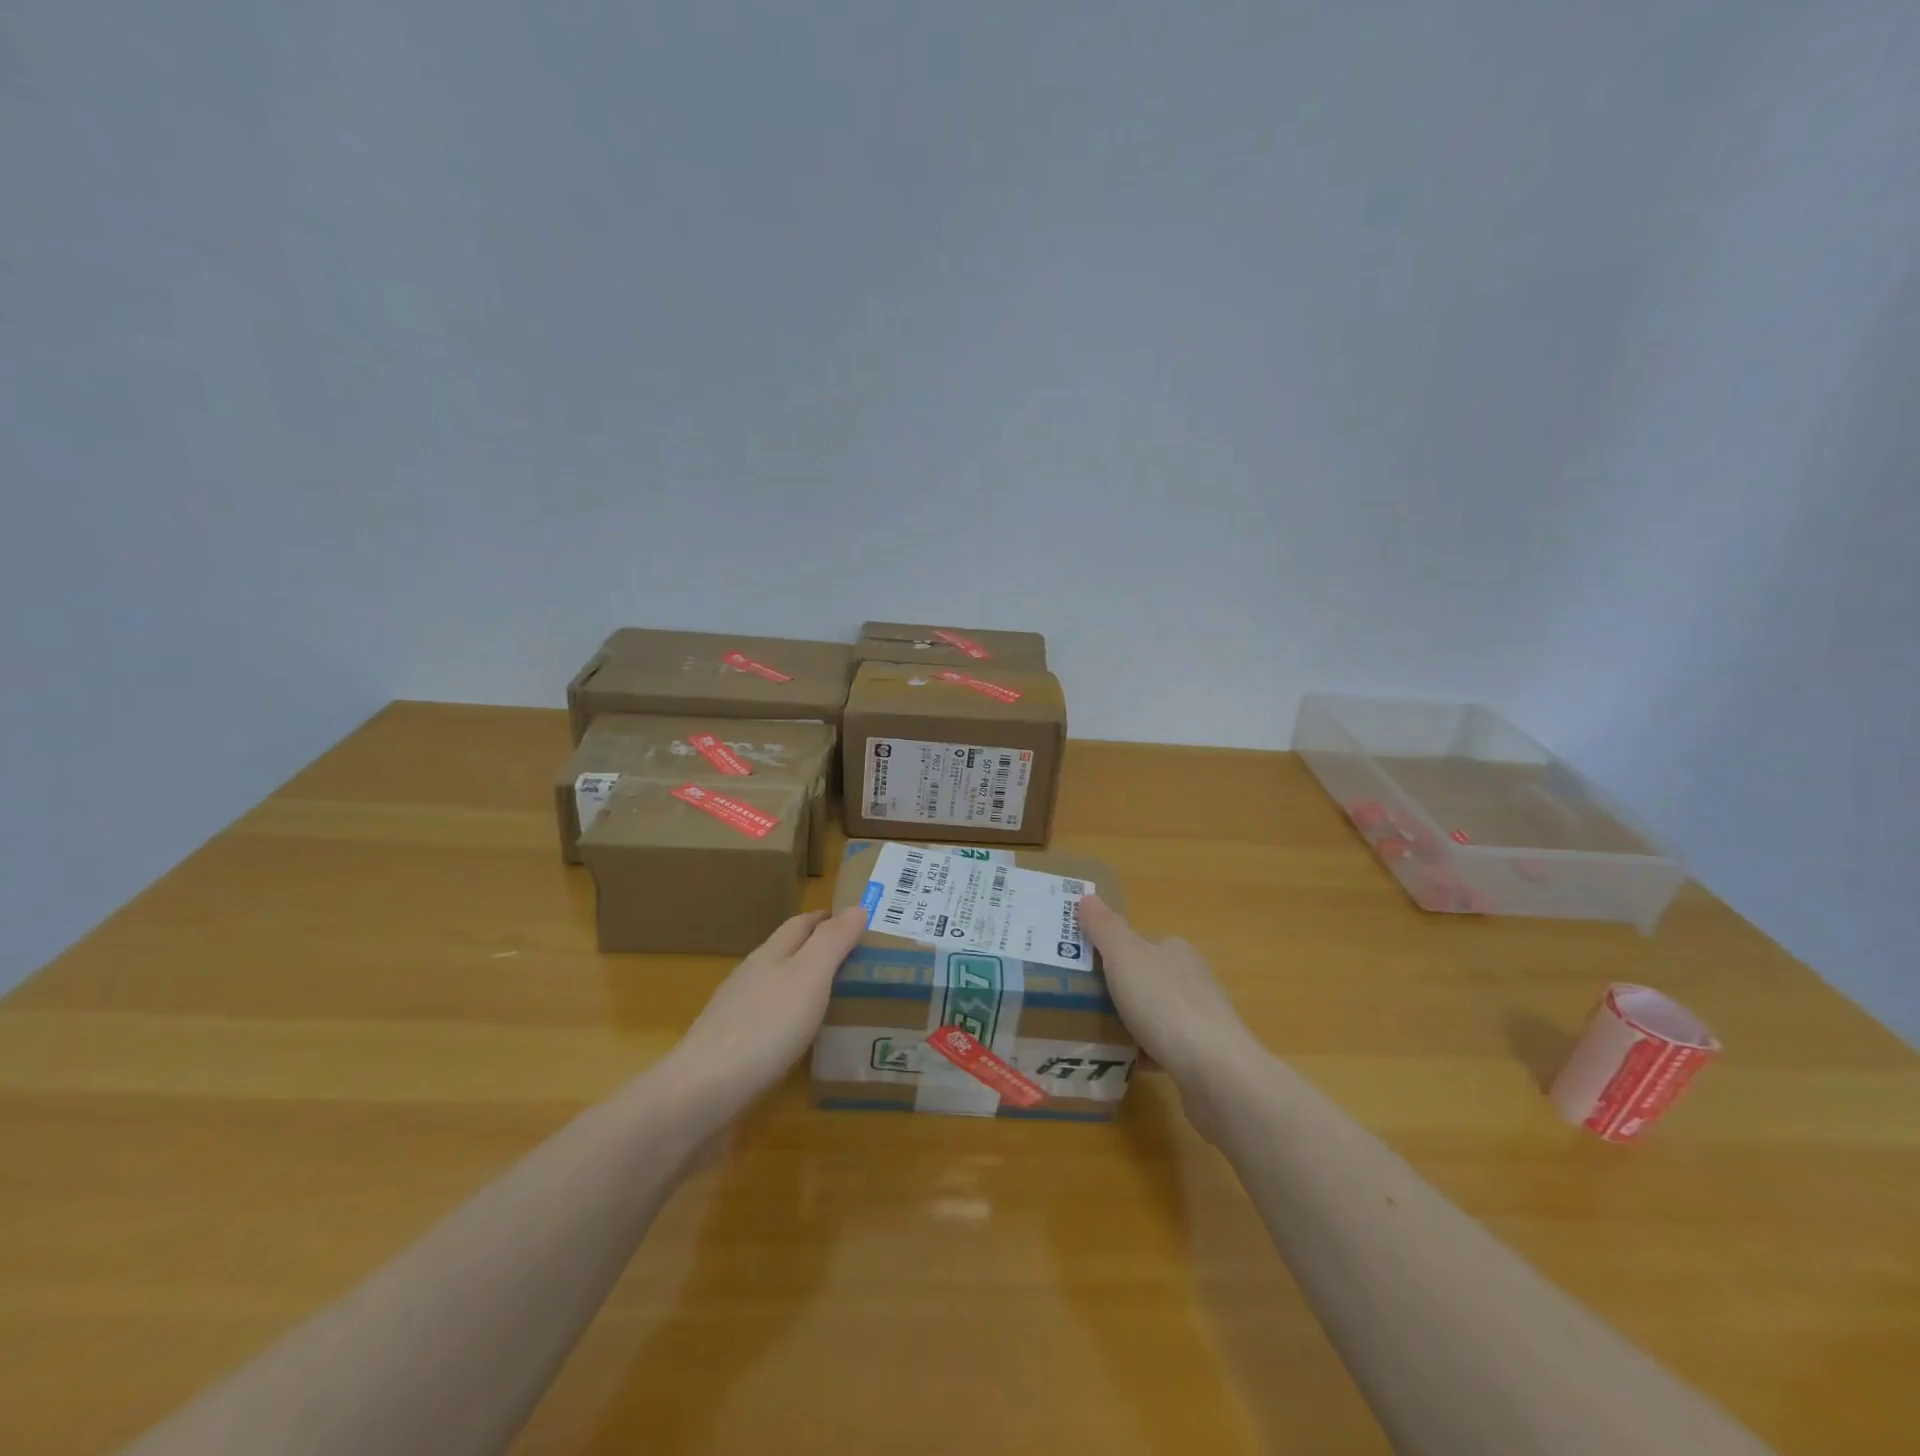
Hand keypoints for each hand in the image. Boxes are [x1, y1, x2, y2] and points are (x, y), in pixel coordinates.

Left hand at [667, 907, 867, 1113]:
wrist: (701, 1094)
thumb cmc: (765, 1027)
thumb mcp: (809, 976)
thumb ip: (832, 942)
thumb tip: (857, 907)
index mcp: (769, 955)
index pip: (800, 925)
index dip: (826, 919)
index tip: (856, 920)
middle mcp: (750, 978)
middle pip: (785, 953)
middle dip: (816, 950)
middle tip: (855, 961)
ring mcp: (735, 1016)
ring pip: (775, 989)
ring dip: (802, 986)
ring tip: (836, 999)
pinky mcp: (730, 1052)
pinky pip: (767, 1024)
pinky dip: (789, 1021)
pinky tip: (800, 1040)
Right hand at [1079, 894, 1261, 1091]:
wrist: (1216, 1073)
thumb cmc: (1165, 1005)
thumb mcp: (1125, 957)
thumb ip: (1105, 927)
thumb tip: (1087, 897)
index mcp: (1174, 950)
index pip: (1135, 943)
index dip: (1107, 953)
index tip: (1079, 970)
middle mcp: (1191, 978)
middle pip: (1143, 978)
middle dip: (1115, 990)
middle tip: (1079, 1003)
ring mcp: (1199, 1018)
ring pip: (1152, 1014)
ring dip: (1127, 1023)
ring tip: (1094, 1034)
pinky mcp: (1202, 1056)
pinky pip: (1162, 1047)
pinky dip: (1141, 1052)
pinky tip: (1122, 1062)